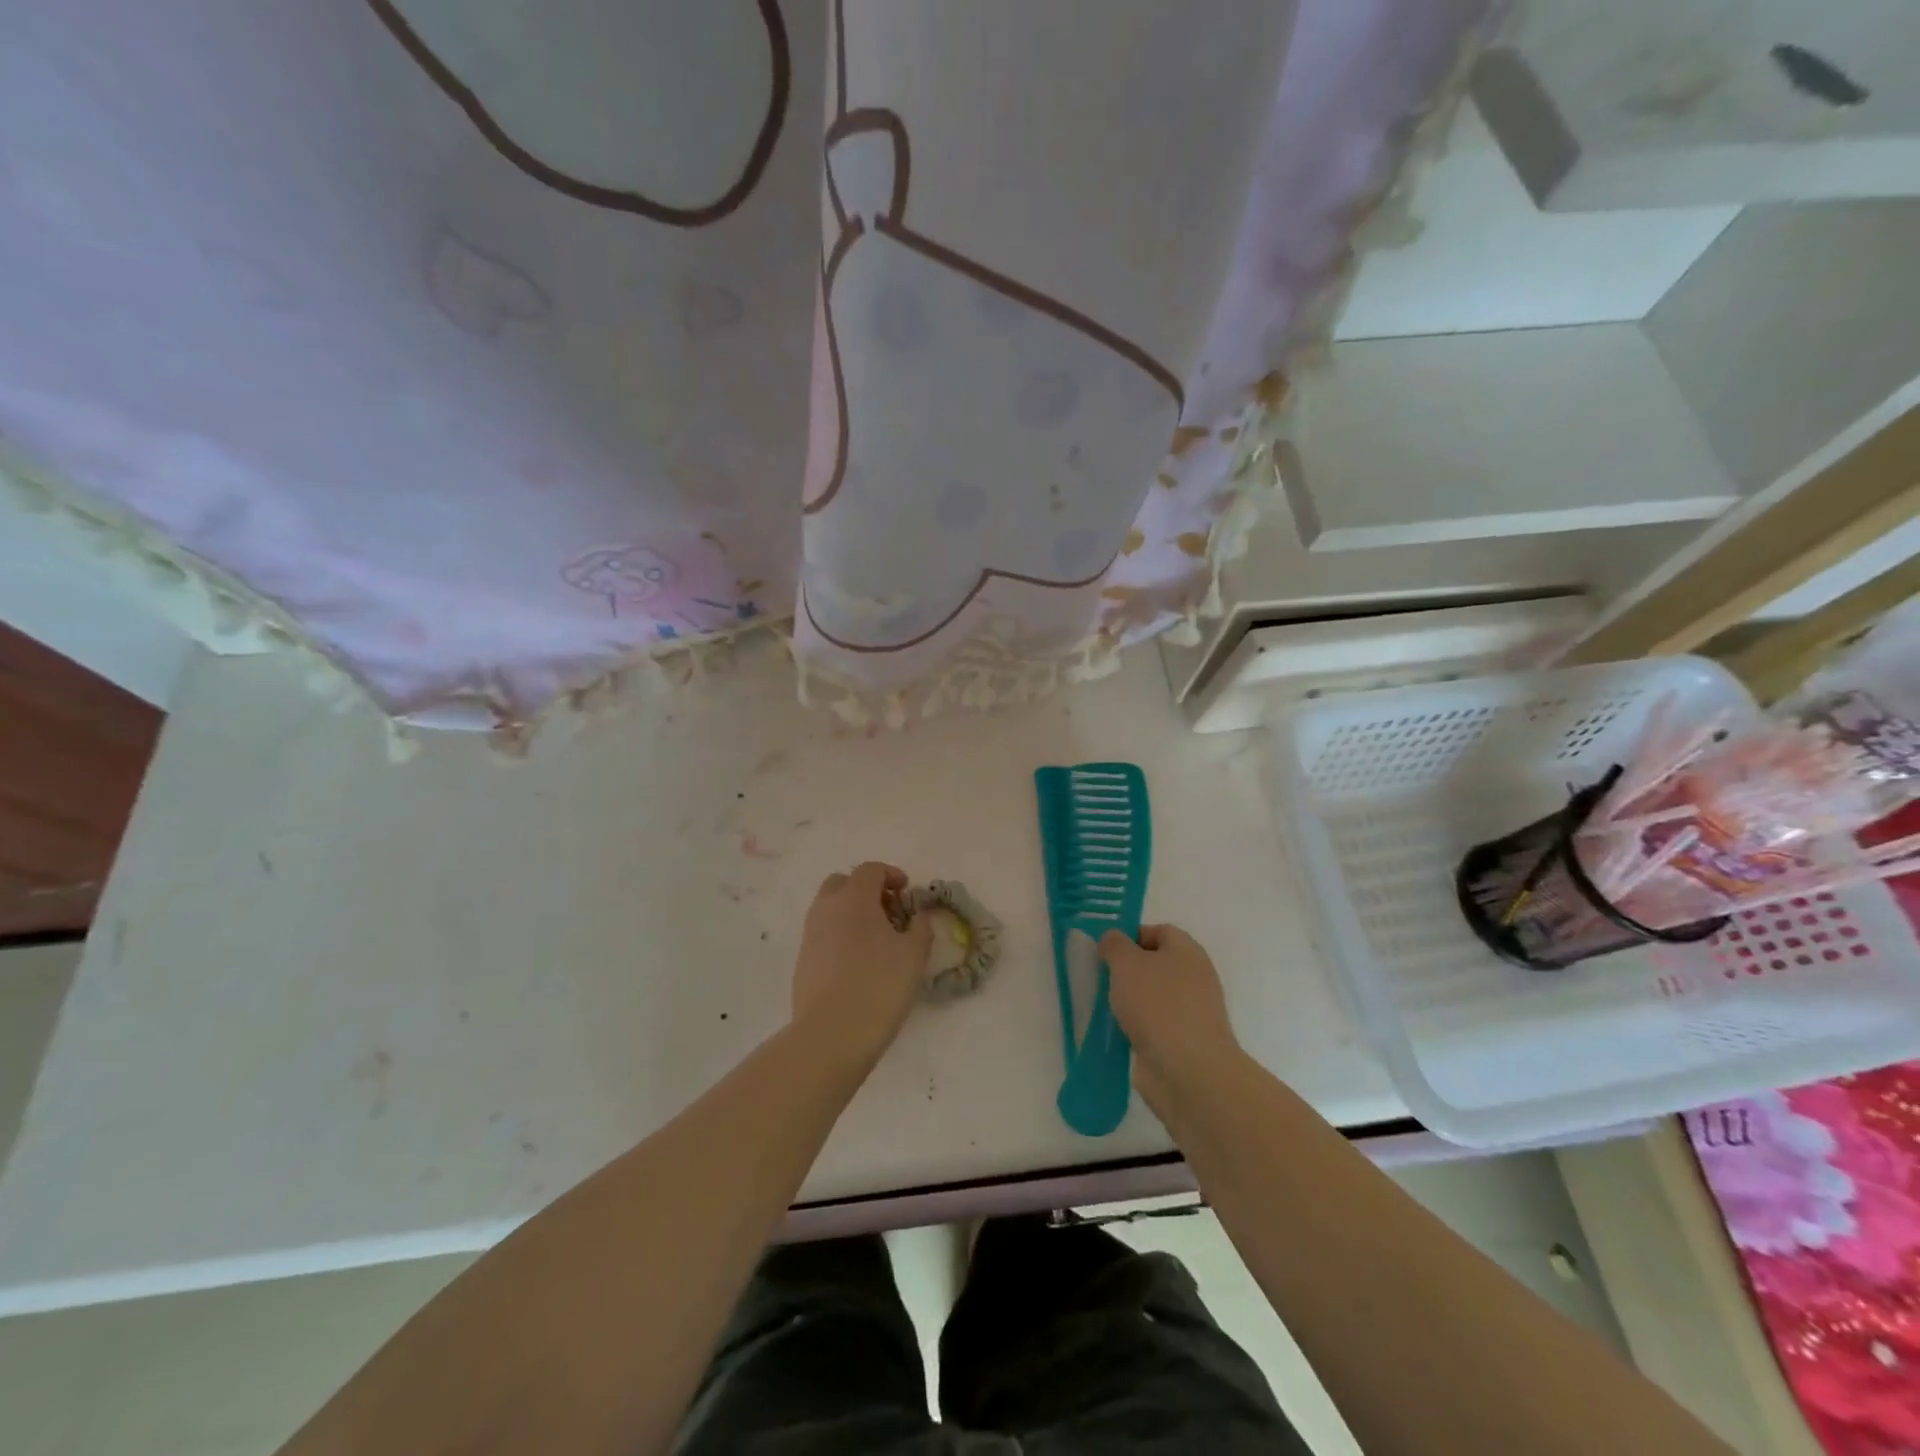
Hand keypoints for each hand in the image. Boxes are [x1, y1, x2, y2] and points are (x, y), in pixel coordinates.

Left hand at [791, 862, 932, 1065]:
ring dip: (851, 912)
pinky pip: (823, 934)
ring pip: (829, 908)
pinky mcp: (802, 960)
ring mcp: (810, 934)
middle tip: (888, 910)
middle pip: (842, 882)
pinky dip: (840, 935)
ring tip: (875, 939)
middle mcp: (826, 908)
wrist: (831, 1034)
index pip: (870, 869)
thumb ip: (921, 927)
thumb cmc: (879, 986)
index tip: (907, 892)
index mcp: (854, 898)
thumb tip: (920, 915)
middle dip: (865, 889)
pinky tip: (858, 962)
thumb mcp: (914, 955)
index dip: (891, 874)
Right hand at [1099, 924, 1242, 1110]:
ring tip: (1103, 1005)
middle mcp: (1194, 979)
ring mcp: (1190, 1013)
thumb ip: (1114, 944)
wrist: (1188, 1071)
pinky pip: (1152, 1025)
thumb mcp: (1126, 962)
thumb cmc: (1158, 1005)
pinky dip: (1134, 1026)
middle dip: (1127, 970)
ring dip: (1128, 1000)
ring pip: (1152, 997)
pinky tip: (1115, 1031)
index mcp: (1188, 952)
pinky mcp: (1181, 1043)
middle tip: (1101, 977)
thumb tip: (1112, 939)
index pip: (1160, 931)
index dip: (1132, 935)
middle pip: (1156, 965)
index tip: (1107, 950)